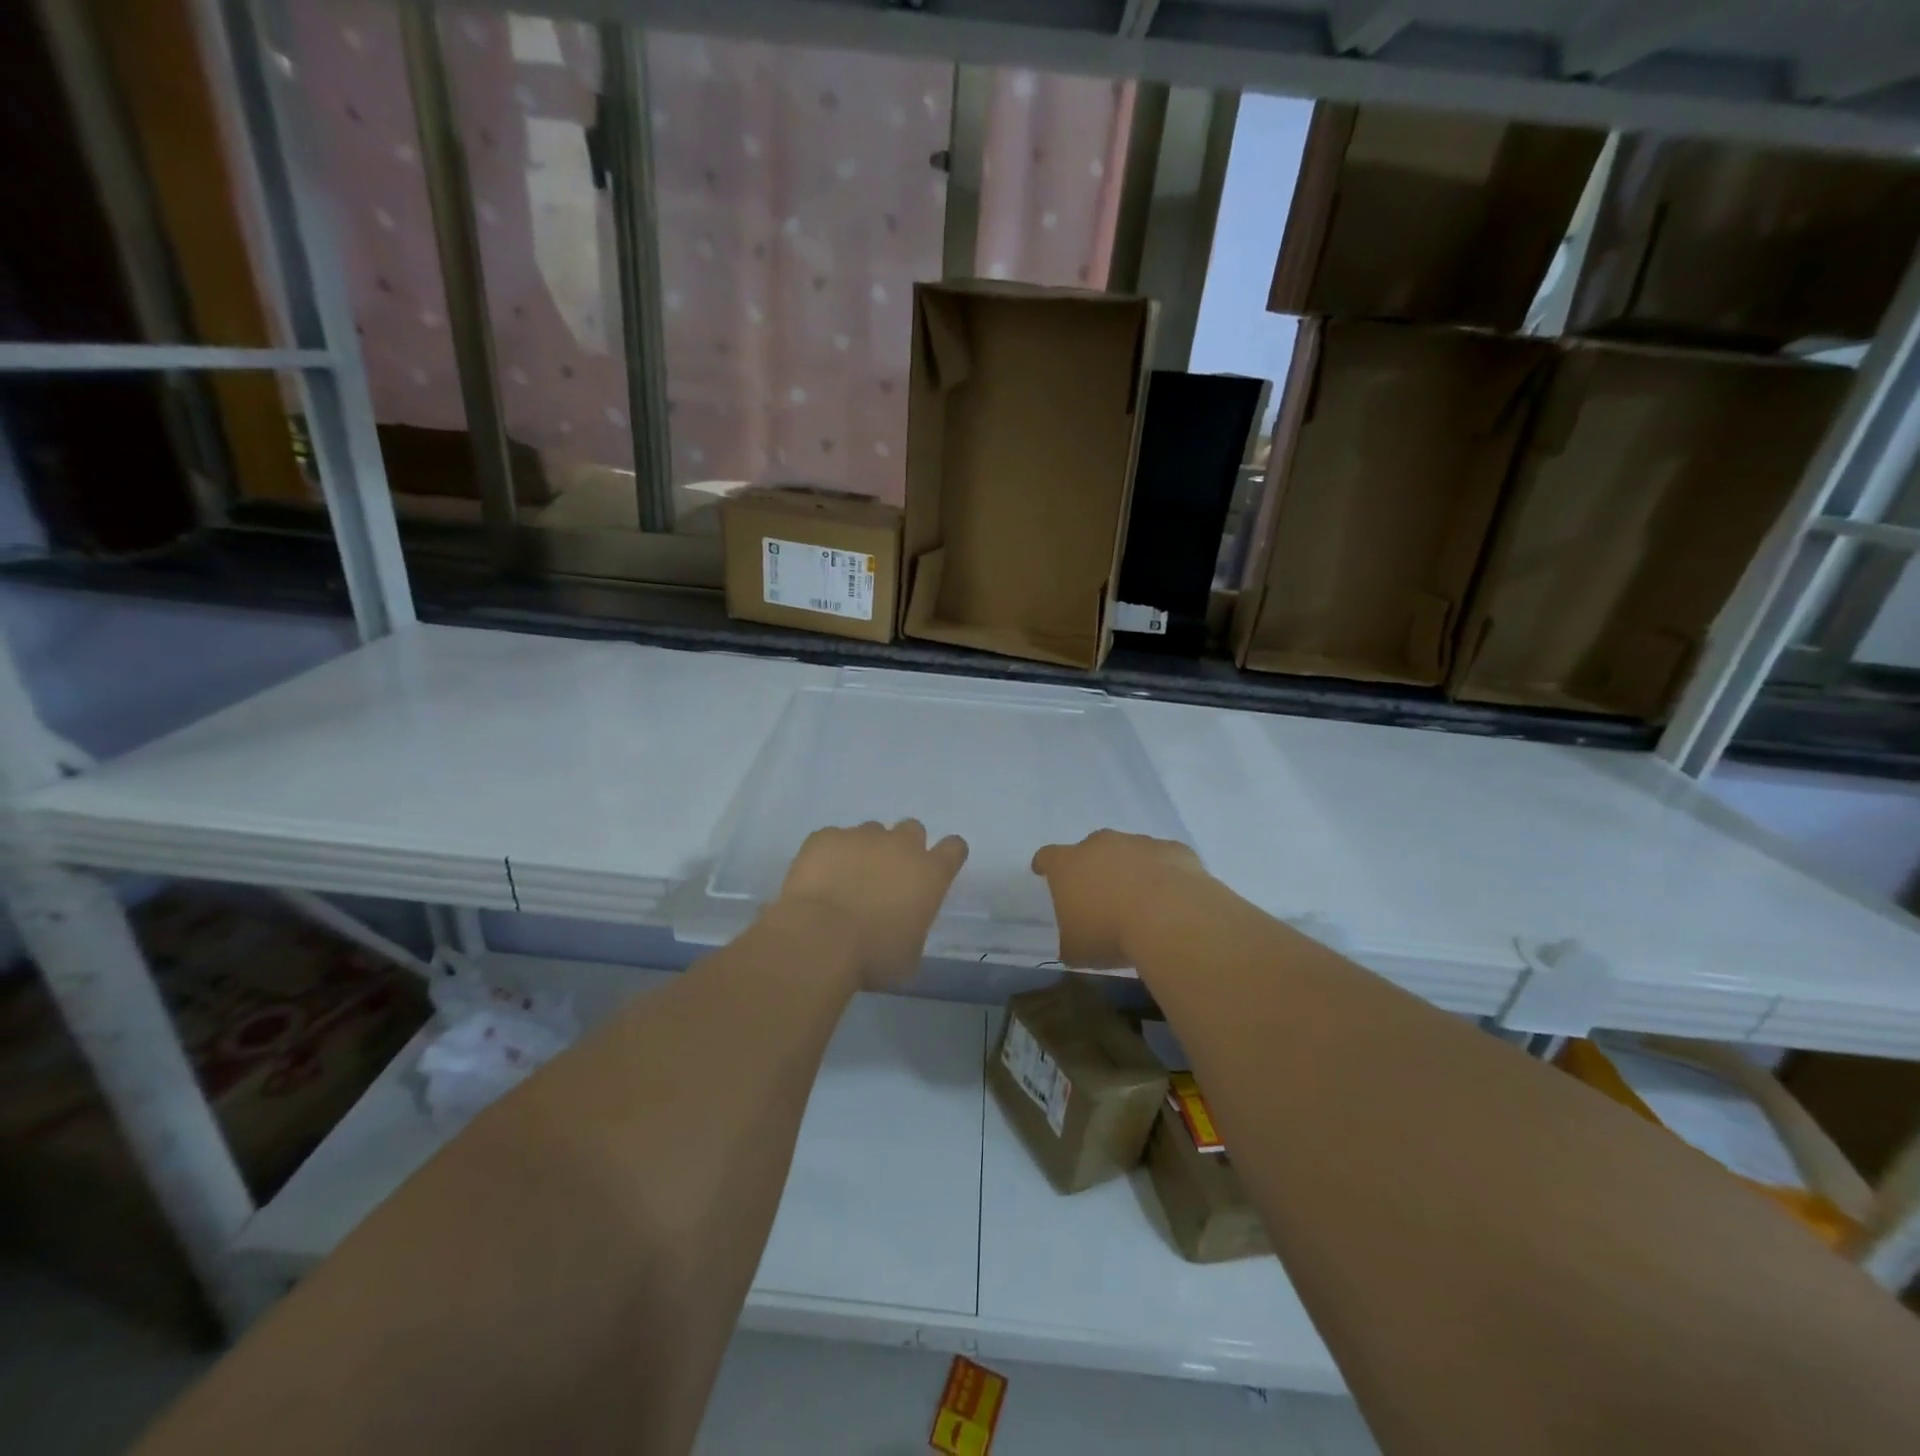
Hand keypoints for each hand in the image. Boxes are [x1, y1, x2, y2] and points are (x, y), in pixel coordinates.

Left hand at [774, 820, 968, 989]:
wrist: (819, 938)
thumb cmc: (873, 956)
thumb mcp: (909, 956)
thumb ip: (914, 928)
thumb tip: (904, 926)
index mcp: (930, 874)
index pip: (954, 848)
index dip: (947, 856)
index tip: (936, 870)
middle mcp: (900, 845)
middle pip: (912, 830)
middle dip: (903, 848)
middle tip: (887, 876)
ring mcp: (861, 836)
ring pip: (871, 832)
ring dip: (866, 851)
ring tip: (847, 880)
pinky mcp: (827, 836)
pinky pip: (833, 839)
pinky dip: (831, 855)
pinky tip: (819, 880)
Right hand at [1031, 830, 1207, 968]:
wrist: (1170, 919)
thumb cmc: (1110, 933)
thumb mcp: (1076, 949)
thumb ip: (1069, 940)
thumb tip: (1072, 943)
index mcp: (1068, 864)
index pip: (1047, 857)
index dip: (1046, 866)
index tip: (1045, 874)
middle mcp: (1100, 845)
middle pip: (1090, 850)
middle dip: (1094, 869)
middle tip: (1102, 897)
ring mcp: (1138, 842)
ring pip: (1129, 852)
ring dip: (1130, 870)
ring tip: (1142, 902)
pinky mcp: (1173, 849)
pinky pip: (1163, 859)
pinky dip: (1164, 874)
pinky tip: (1172, 899)